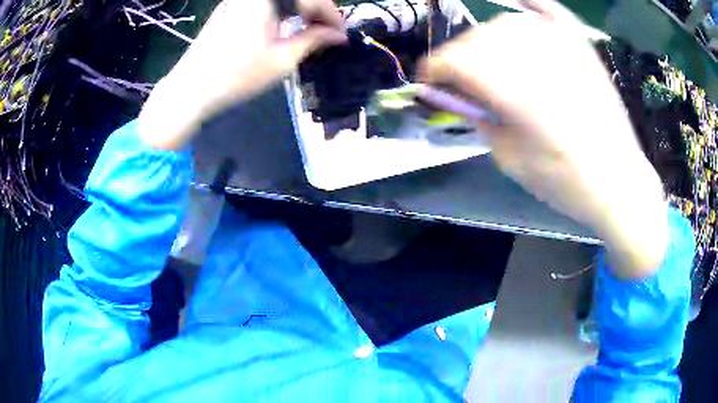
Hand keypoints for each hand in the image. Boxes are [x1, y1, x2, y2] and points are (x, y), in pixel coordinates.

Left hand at [138, 0, 346, 149]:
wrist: (189, 89)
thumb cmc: (236, 75)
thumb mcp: (282, 59)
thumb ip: (313, 40)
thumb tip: (339, 35)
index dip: (331, 13)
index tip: (341, 33)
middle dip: (316, 9)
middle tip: (327, 31)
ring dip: (299, 9)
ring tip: (309, 30)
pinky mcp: (229, 8)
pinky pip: (264, 2)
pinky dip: (281, 10)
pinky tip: (284, 26)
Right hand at [419, 1, 667, 277]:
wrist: (619, 182)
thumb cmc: (566, 183)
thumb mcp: (511, 162)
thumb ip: (480, 120)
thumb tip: (457, 96)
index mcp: (518, 95)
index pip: (458, 61)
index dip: (434, 68)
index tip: (427, 80)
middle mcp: (538, 61)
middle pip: (479, 38)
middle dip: (459, 55)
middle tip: (459, 76)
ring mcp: (563, 49)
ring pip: (507, 22)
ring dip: (488, 37)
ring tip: (489, 57)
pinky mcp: (582, 48)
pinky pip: (551, 11)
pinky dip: (531, 4)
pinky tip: (520, 4)